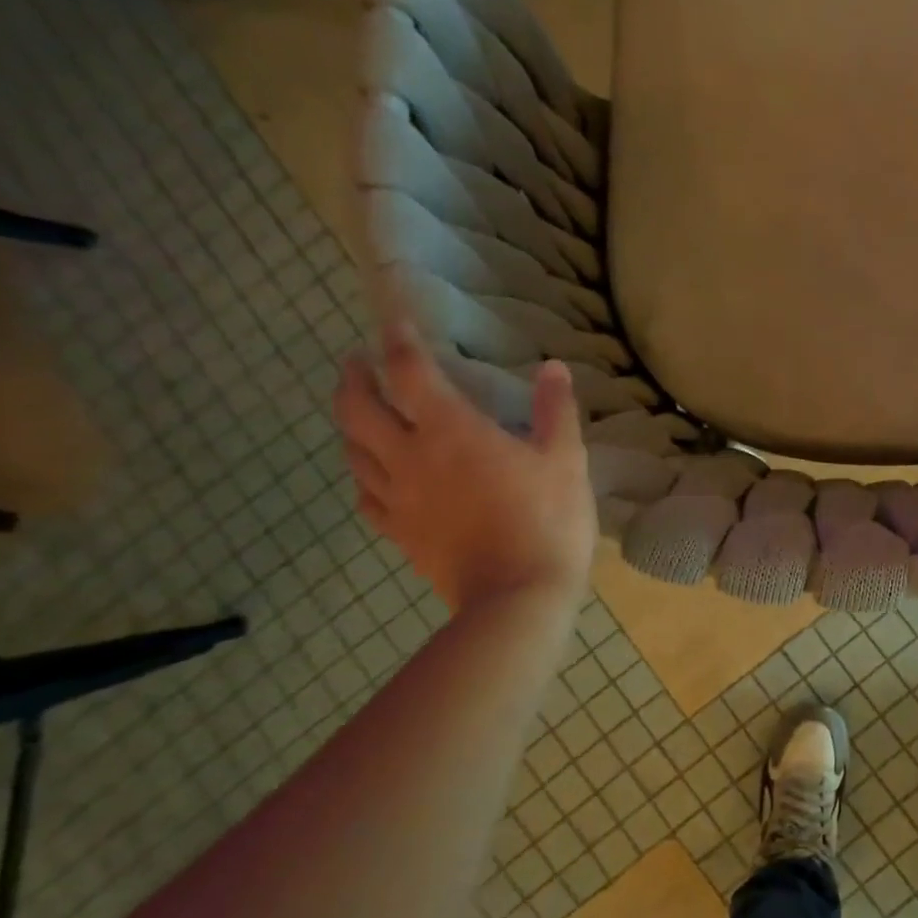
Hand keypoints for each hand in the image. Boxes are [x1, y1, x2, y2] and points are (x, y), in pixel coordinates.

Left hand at [335, 322, 596, 612]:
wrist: (517, 596)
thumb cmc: (548, 521)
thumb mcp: (565, 460)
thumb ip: (555, 410)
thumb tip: (553, 366)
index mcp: (451, 432)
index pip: (410, 373)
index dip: (398, 341)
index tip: (393, 321)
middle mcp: (410, 458)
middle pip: (358, 409)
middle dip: (354, 378)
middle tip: (359, 362)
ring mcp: (399, 499)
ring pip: (353, 451)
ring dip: (351, 423)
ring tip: (362, 412)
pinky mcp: (400, 533)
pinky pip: (366, 497)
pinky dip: (364, 475)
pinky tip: (374, 476)